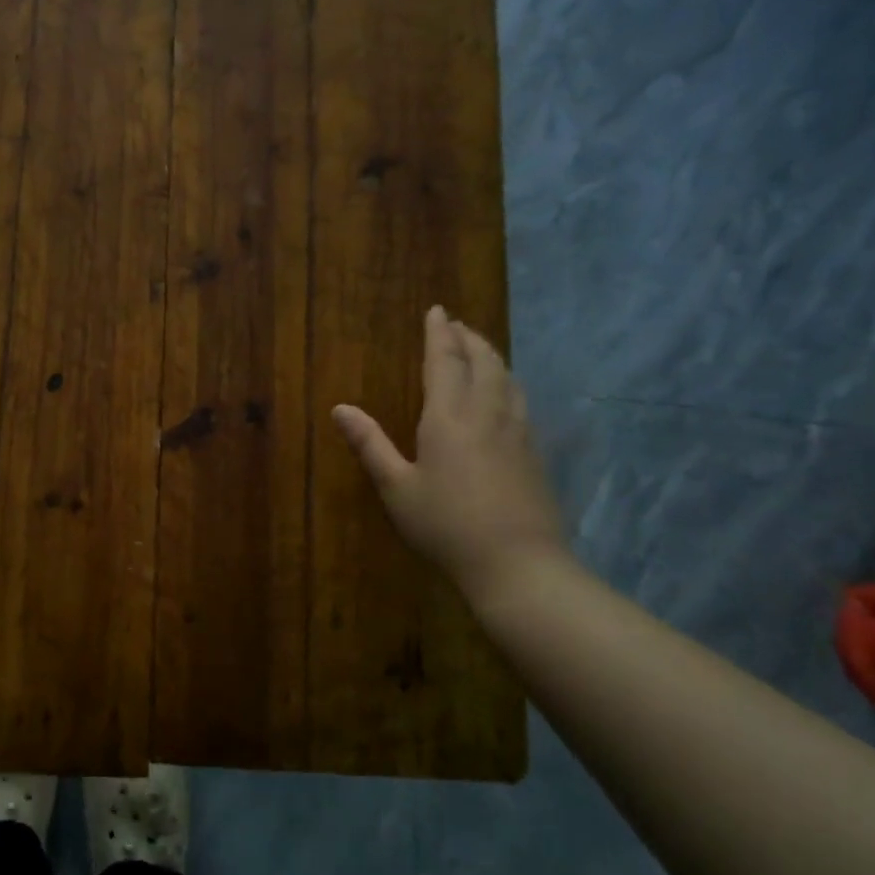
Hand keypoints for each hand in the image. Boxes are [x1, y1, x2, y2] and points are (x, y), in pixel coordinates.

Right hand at [332, 306, 567, 599]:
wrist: (519, 565)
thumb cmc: (446, 526)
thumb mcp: (397, 488)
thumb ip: (370, 444)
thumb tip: (340, 409)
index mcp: (449, 417)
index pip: (445, 361)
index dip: (439, 333)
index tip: (438, 310)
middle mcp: (488, 413)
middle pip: (484, 361)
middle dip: (469, 338)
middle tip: (457, 325)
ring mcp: (518, 431)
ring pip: (508, 378)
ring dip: (492, 355)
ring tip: (479, 349)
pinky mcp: (534, 452)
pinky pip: (520, 399)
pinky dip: (507, 381)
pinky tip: (504, 394)